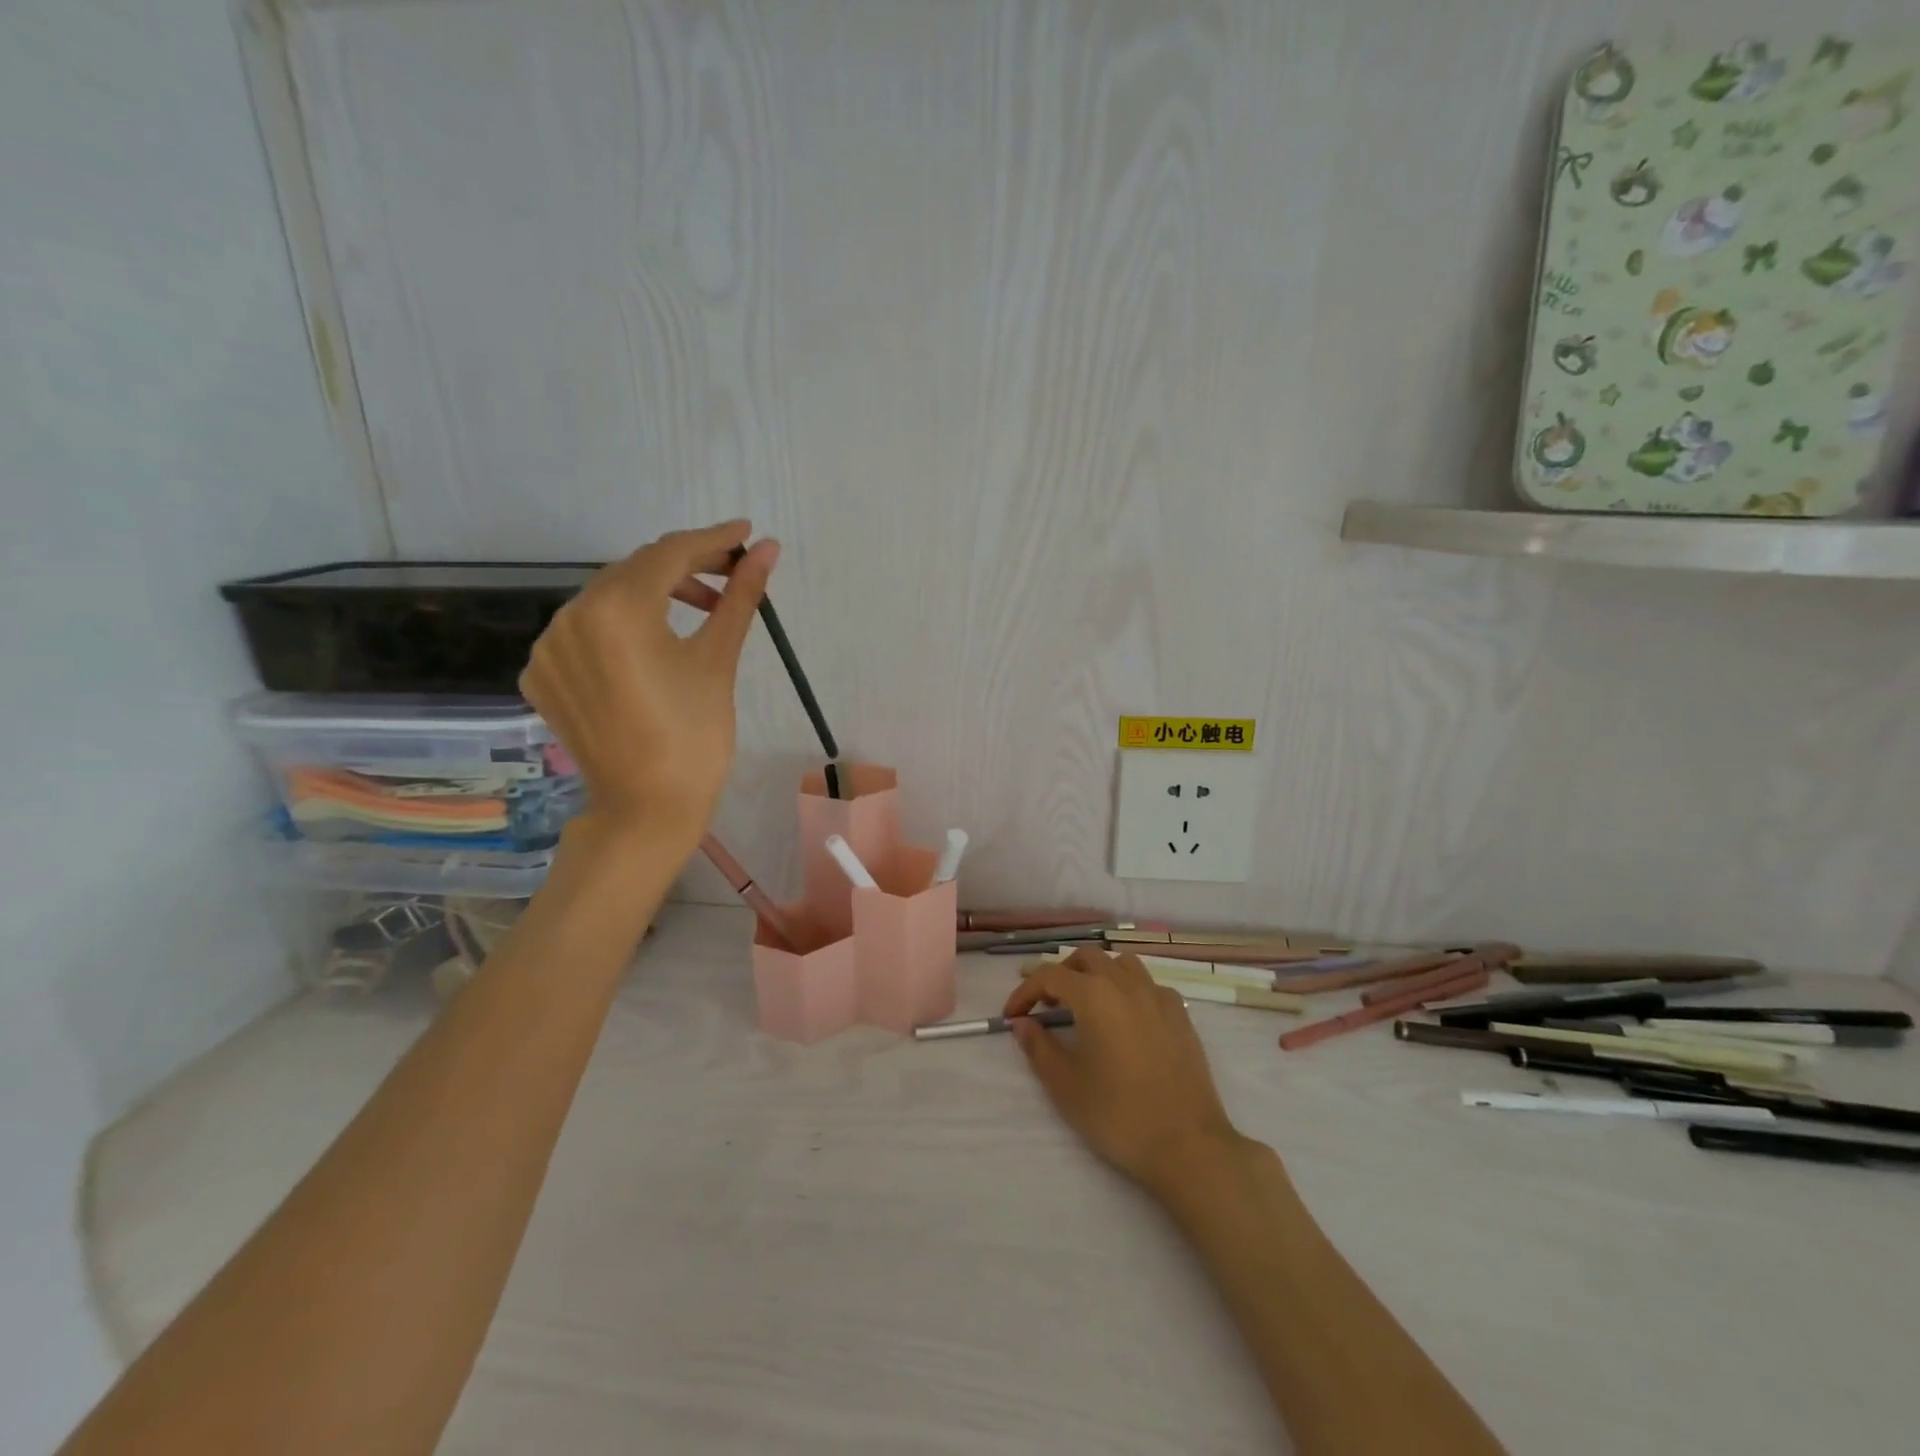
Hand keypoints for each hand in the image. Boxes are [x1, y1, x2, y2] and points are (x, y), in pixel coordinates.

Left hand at [520, 521, 778, 845]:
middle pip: (635, 571)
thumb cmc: (694, 737)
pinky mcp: (542, 674)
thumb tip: (767, 549)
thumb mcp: (718, 660)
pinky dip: (621, 625)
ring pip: (608, 598)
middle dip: (685, 567)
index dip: (711, 540)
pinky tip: (652, 643)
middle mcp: (570, 616)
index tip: (745, 533)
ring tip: (700, 609)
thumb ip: (739, 597)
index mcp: (616, 609)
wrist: (646, 809)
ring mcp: (548, 647)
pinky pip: (586, 630)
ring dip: (654, 594)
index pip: (668, 554)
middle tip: (731, 575)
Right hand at [1003, 948, 1244, 1195]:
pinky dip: (1129, 990)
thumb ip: (1038, 1047)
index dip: (1025, 992)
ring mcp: (1158, 995)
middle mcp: (1125, 983)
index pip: (1049, 976)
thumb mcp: (1065, 1085)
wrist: (1187, 1143)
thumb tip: (1022, 1023)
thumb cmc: (1117, 1114)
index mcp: (1094, 995)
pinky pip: (1148, 985)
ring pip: (1121, 963)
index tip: (1013, 1016)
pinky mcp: (1180, 1015)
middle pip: (1086, 958)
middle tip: (1048, 1005)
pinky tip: (1126, 1019)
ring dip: (1097, 973)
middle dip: (1061, 974)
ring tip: (1087, 1004)